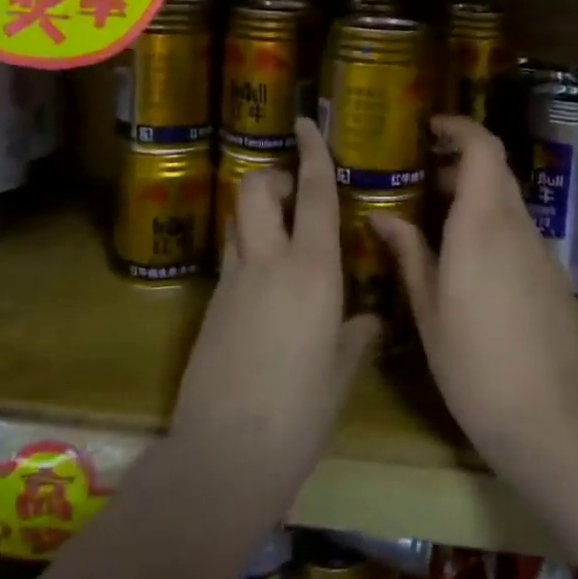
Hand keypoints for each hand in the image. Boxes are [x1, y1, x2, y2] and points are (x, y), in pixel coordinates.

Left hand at [170, 117, 378, 505]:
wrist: (223, 456)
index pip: (313, 194)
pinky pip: (231, 254)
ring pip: (237, 218)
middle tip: (294, 192)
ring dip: (256, 208)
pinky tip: (266, 280)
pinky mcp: (211, 304)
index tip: (305, 122)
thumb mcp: (341, 373)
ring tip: (280, 229)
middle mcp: (269, 262)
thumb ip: (356, 335)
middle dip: (272, 176)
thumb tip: (366, 318)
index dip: (312, 153)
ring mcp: (232, 281)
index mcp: (313, 271)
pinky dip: (247, 245)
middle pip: (256, 189)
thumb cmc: (299, 414)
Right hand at [372, 115, 577, 463]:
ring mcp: (540, 250)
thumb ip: (409, 254)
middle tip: (424, 176)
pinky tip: (470, 260)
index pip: (483, 148)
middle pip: (496, 169)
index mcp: (482, 224)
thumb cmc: (474, 363)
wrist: (550, 419)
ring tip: (439, 219)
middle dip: (462, 161)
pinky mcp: (553, 275)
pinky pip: (519, 230)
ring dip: (477, 194)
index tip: (430, 128)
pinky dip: (493, 223)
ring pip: (508, 200)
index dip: (460, 127)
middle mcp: (516, 226)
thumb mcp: (428, 310)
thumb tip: (382, 217)